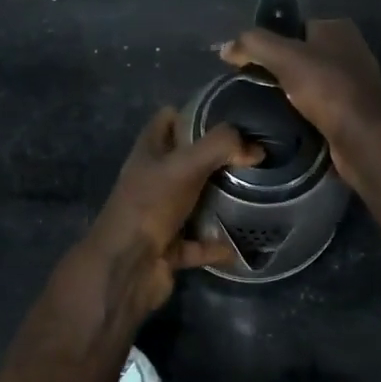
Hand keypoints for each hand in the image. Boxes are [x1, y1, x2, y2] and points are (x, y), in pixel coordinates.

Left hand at [79, 108, 261, 316]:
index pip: (167, 120)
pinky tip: (240, 244)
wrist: (125, 268)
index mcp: (148, 153)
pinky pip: (197, 243)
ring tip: (254, 193)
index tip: (230, 116)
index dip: (194, 113)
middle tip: (253, 155)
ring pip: (193, 202)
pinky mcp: (167, 248)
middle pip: (185, 161)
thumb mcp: (185, 165)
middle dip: (215, 158)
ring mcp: (157, 216)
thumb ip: (221, 147)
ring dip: (218, 201)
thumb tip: (255, 148)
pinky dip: (216, 245)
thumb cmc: (149, 206)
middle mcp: (151, 181)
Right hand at [220, 19, 380, 177]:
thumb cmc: (327, 88)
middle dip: (276, 69)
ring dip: (287, 93)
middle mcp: (348, 50)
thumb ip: (253, 44)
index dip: (269, 40)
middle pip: (300, 54)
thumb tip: (225, 47)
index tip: (246, 60)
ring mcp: (352, 82)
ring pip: (307, 82)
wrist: (364, 138)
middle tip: (249, 85)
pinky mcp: (350, 111)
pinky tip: (283, 120)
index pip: (294, 26)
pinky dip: (300, 112)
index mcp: (337, 28)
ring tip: (261, 104)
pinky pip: (316, 105)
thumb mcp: (284, 57)